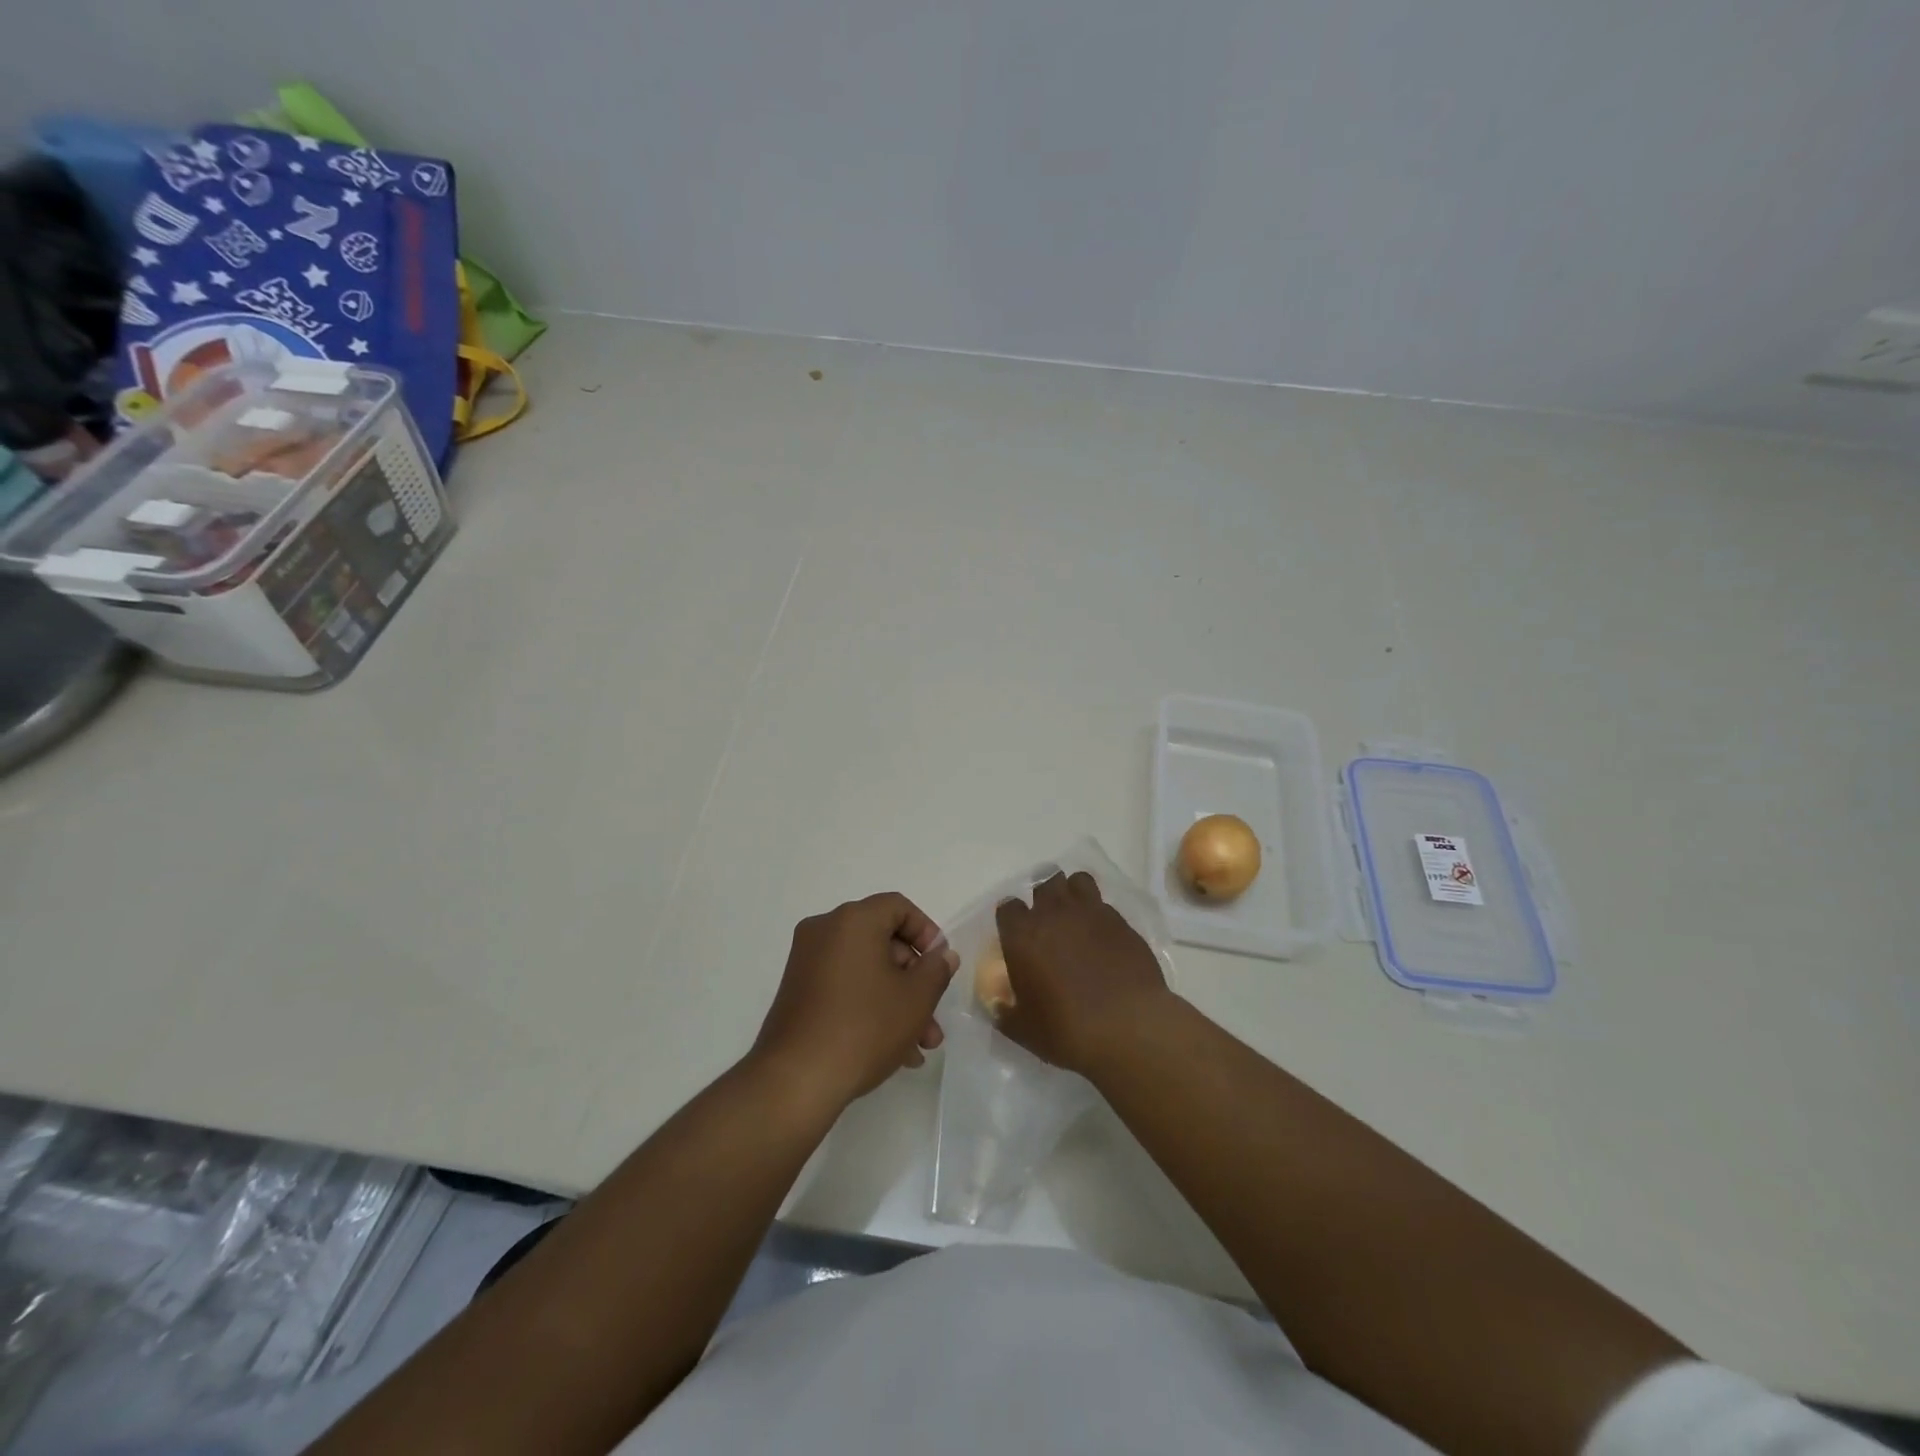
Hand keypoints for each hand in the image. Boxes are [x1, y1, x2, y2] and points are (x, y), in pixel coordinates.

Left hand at [751, 893, 957, 1110]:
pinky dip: (869, 1006)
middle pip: (882, 941)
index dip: (926, 932)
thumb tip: (941, 955)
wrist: (795, 1080)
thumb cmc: (864, 1027)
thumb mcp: (915, 998)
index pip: (898, 907)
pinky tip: (895, 1052)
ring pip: (865, 970)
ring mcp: (807, 962)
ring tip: (920, 1045)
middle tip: (933, 1015)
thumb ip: (936, 969)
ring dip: (897, 1000)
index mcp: (853, 920)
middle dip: (914, 979)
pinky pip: (844, 987)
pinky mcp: (798, 992)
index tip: (940, 965)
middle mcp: (825, 931)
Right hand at [995, 872, 1173, 1078]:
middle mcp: (1054, 914)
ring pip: (1077, 881)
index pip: (1008, 907)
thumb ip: (1005, 1012)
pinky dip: (1099, 914)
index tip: (1015, 934)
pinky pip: (1104, 904)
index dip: (1011, 919)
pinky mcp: (1121, 922)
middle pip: (1044, 884)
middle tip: (1048, 922)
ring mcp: (1091, 913)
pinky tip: (1103, 936)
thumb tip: (998, 1006)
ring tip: (1076, 915)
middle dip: (1043, 898)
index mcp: (1022, 935)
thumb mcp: (1023, 1030)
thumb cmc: (1067, 1030)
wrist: (1128, 1027)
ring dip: (1072, 893)